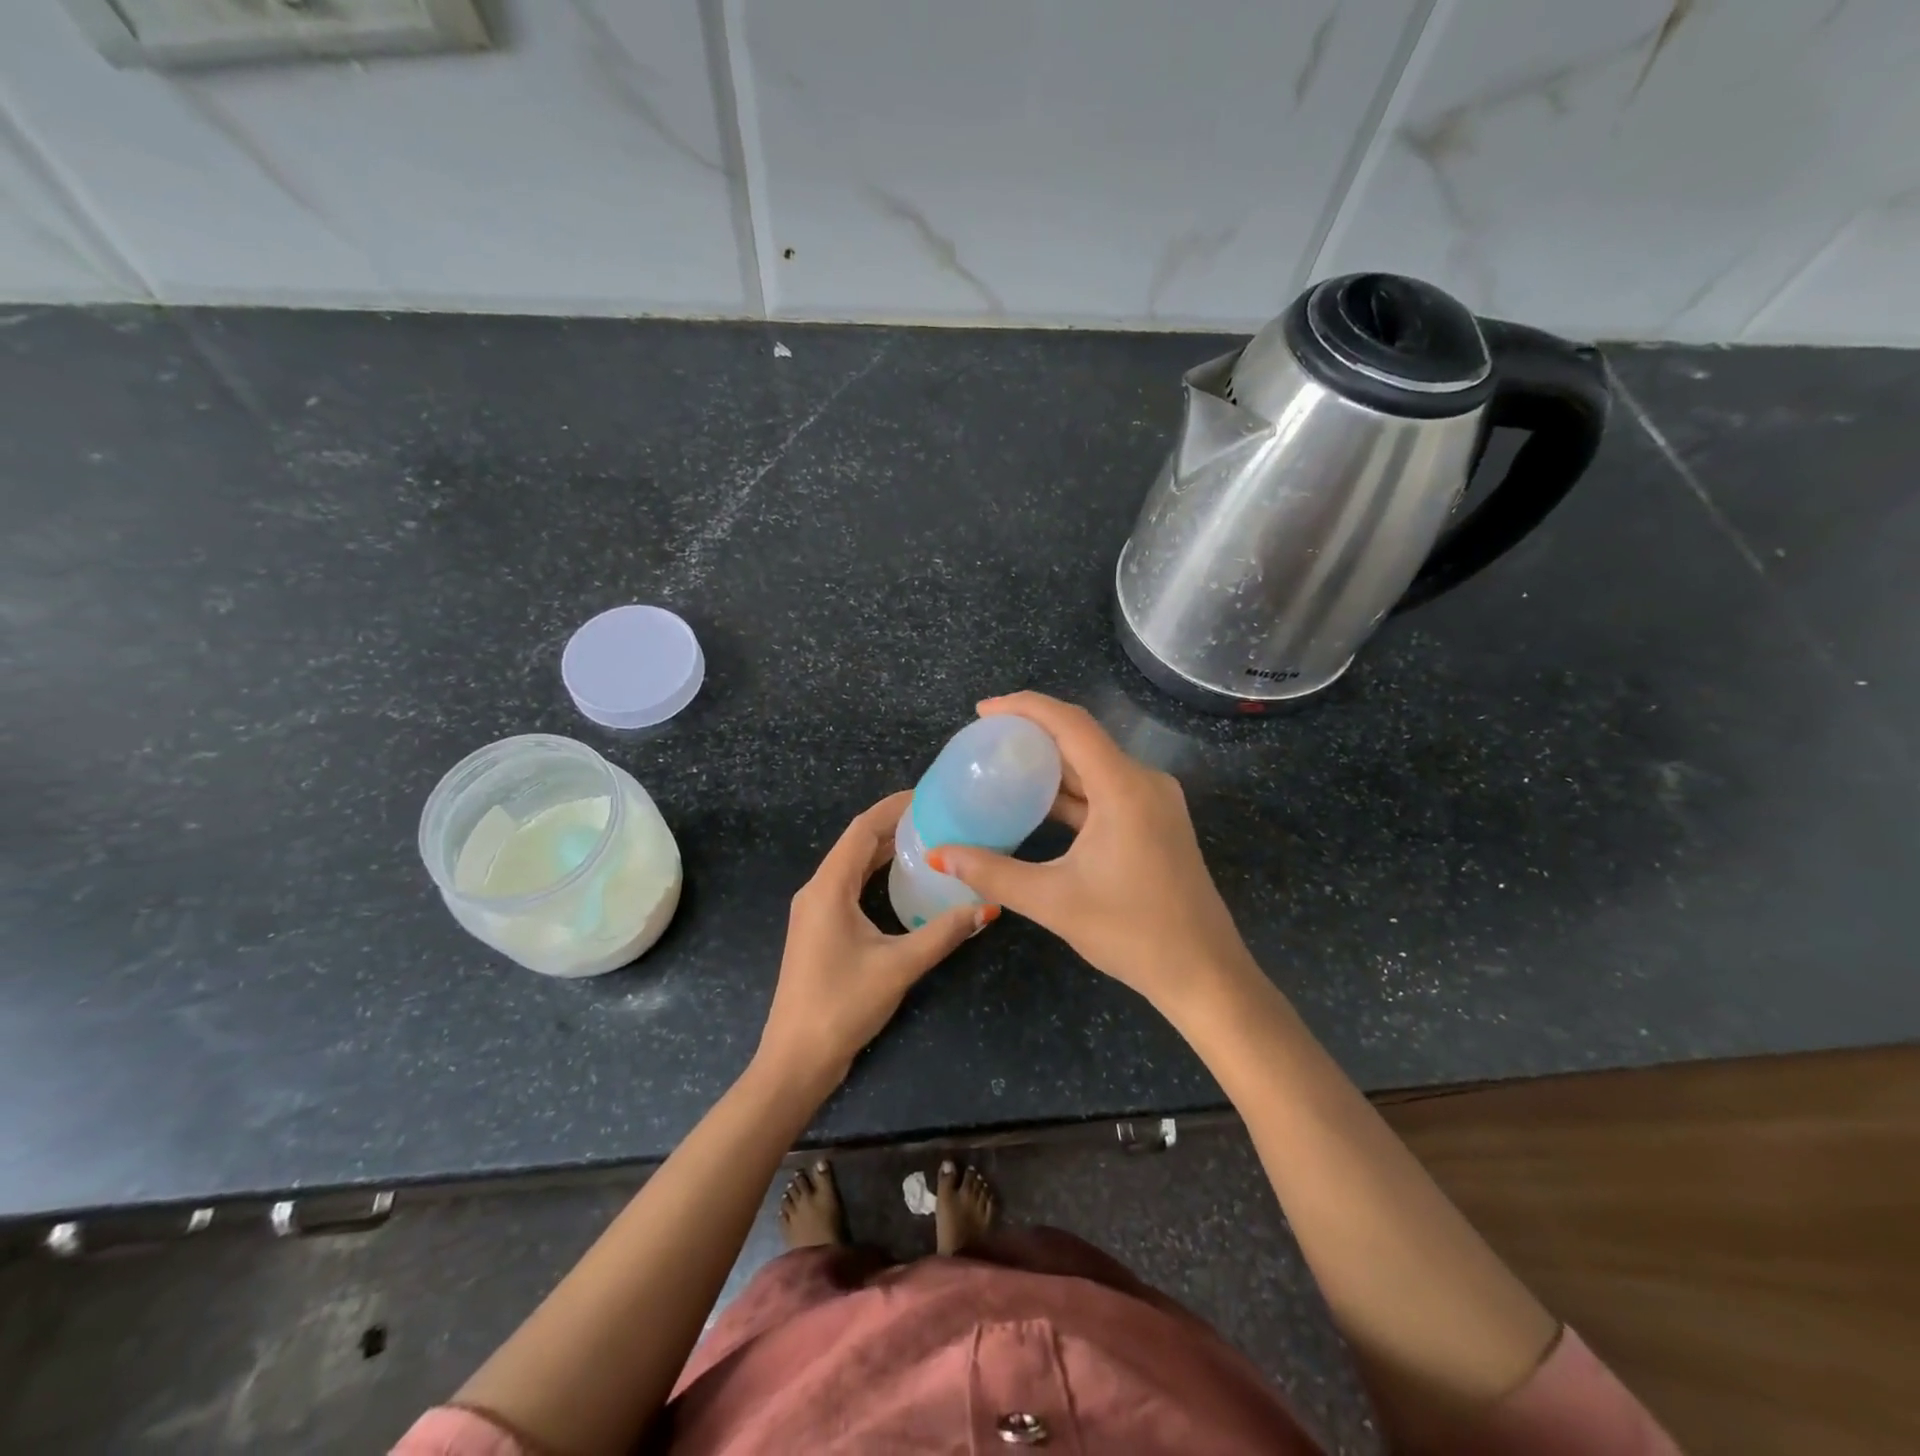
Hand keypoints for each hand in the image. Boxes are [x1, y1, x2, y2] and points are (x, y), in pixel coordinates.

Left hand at [757, 792, 990, 1089]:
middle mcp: (817, 890)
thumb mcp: (899, 966)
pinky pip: (849, 886)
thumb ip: (943, 933)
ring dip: (884, 849)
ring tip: (928, 839)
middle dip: (894, 825)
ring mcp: (815, 911)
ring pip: (852, 865)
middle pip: (856, 843)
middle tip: (939, 816)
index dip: (894, 807)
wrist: (796, 1059)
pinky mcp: (819, 930)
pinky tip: (903, 880)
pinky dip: (875, 874)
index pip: (862, 830)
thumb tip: (986, 908)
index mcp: (828, 888)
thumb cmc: (843, 1005)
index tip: (929, 794)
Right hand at [926, 692, 1255, 1015]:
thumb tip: (940, 854)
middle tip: (984, 739)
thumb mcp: (1054, 901)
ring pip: (1094, 765)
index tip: (983, 711)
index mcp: (1124, 788)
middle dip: (1033, 733)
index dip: (1025, 707)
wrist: (1203, 973)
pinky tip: (1036, 804)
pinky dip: (1070, 791)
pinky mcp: (1154, 822)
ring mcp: (1154, 802)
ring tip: (1001, 766)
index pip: (1071, 724)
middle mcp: (1144, 782)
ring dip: (1051, 763)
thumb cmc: (1132, 932)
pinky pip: (1106, 790)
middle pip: (1082, 739)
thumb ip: (993, 873)